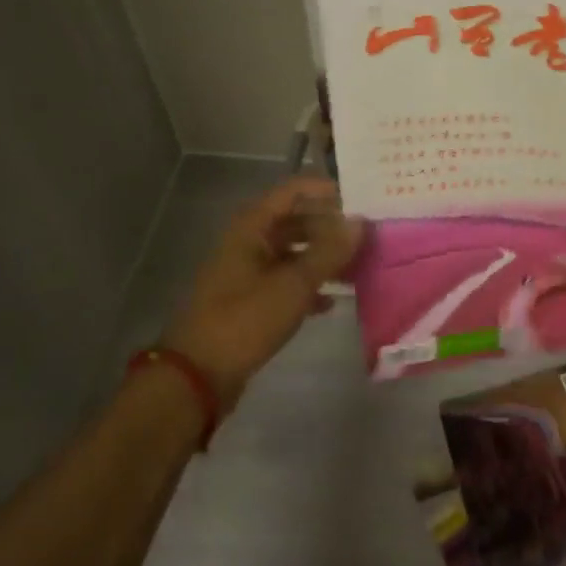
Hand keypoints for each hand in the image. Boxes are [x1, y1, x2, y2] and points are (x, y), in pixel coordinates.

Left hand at [161, 177, 363, 409]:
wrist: (198, 375)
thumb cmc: (245, 319)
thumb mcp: (294, 284)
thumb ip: (329, 251)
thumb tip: (360, 222)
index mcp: (253, 227)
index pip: (294, 191)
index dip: (327, 191)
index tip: (362, 200)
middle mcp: (249, 242)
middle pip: (295, 220)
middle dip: (330, 226)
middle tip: (367, 234)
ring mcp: (247, 271)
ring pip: (292, 252)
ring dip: (322, 256)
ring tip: (358, 264)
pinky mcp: (249, 300)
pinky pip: (285, 281)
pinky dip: (307, 286)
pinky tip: (331, 300)